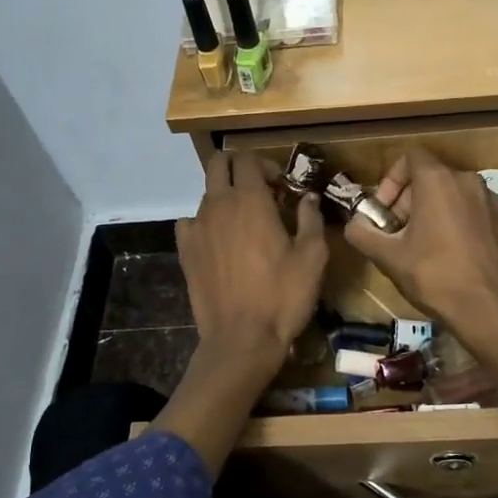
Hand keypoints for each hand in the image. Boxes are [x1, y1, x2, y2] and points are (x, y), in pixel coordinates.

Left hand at [176, 152, 327, 382]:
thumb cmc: (283, 295)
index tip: (282, 186)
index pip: (247, 159)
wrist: (242, 339)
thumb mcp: (313, 257)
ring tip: (245, 223)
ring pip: (207, 194)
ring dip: (226, 197)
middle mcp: (218, 205)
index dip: (266, 165)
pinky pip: (190, 222)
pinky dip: (205, 222)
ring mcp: (197, 227)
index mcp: (250, 200)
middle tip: (261, 190)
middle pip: (218, 164)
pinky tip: (219, 242)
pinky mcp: (185, 251)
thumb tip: (309, 197)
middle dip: (239, 168)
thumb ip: (311, 219)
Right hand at [342, 148, 497, 358]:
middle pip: (432, 177)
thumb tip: (353, 225)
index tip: (385, 210)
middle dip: (410, 200)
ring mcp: (493, 201)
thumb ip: (362, 234)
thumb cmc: (434, 276)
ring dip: (436, 210)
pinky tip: (455, 253)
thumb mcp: (388, 257)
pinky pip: (477, 212)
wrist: (490, 310)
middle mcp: (469, 181)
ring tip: (425, 243)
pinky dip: (461, 223)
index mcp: (438, 181)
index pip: (410, 157)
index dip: (392, 179)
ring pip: (456, 194)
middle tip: (398, 232)